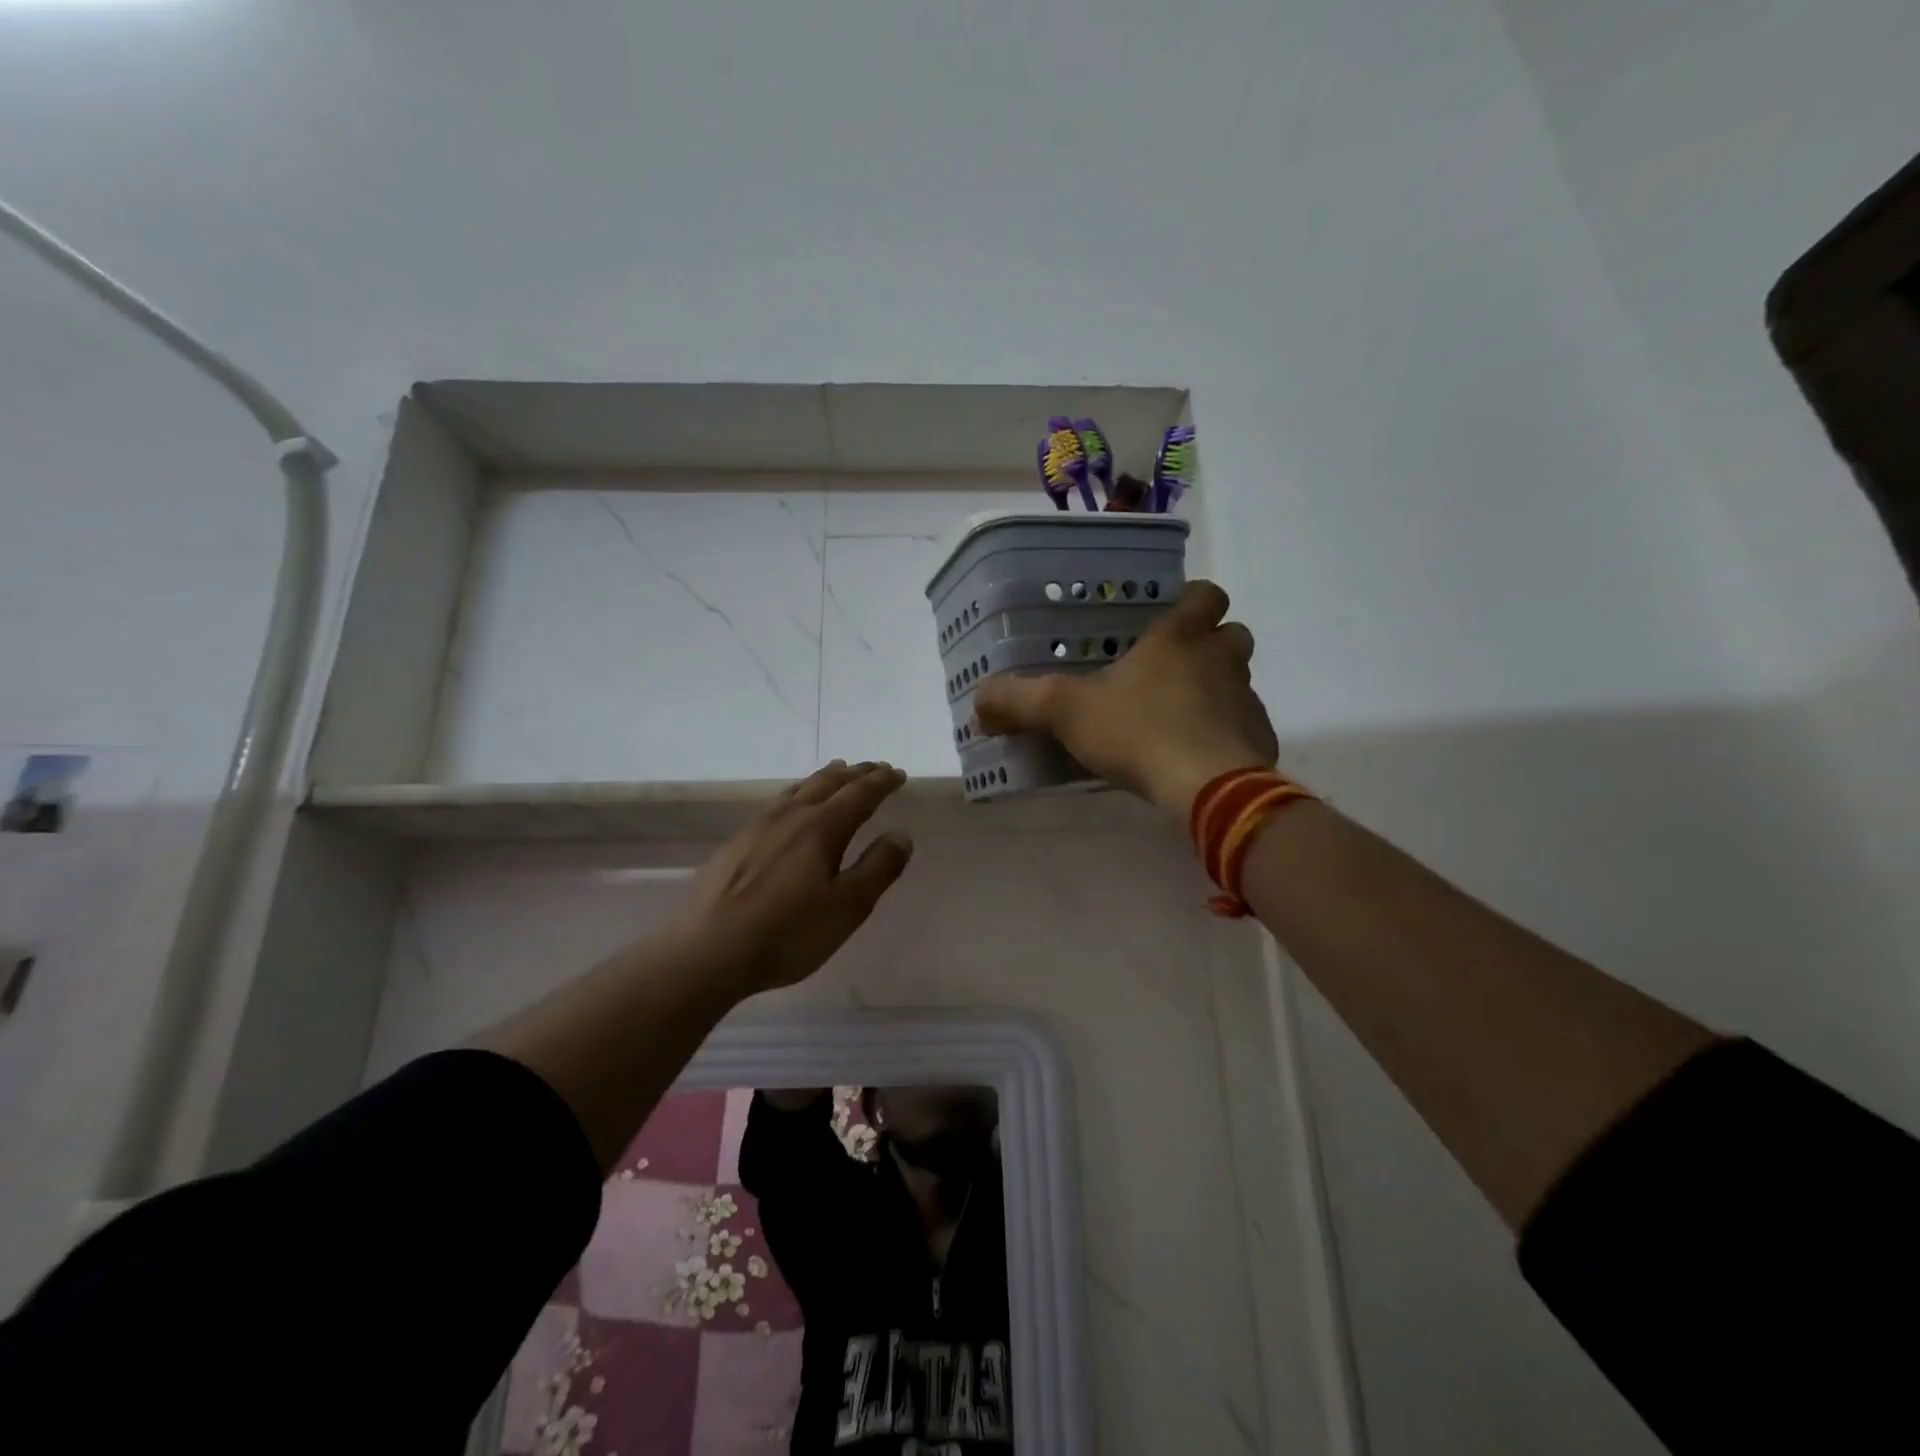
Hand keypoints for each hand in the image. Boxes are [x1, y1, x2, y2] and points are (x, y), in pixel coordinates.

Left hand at [675, 761, 913, 995]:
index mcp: (821, 827)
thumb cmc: (788, 932)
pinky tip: (791, 808)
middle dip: (856, 774)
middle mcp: (790, 816)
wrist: (707, 951)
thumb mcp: (847, 907)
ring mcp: (758, 827)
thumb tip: (900, 835)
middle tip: (875, 768)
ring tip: (837, 772)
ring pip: (799, 789)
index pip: (859, 794)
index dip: (882, 782)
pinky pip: (777, 804)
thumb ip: (877, 868)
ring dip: (824, 778)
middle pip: (828, 783)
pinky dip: (798, 794)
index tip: (898, 774)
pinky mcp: (736, 844)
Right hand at [973, 580, 1278, 819]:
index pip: (1205, 594)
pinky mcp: (1259, 739)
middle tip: (1172, 667)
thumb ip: (1018, 701)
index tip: (1170, 615)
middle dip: (1209, 643)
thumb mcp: (1065, 711)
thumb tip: (979, 702)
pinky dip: (1227, 733)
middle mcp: (1220, 659)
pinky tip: (1196, 756)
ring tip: (1179, 715)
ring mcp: (1246, 699)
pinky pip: (1245, 725)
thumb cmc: (1138, 731)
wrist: (1208, 787)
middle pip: (1232, 633)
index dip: (1192, 599)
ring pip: (1239, 679)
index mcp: (1179, 638)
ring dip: (1217, 688)